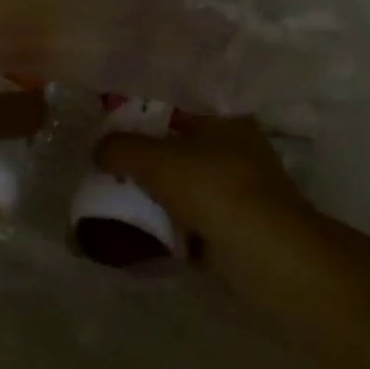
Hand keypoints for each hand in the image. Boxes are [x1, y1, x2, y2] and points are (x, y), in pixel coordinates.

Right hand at [96, 113, 309, 264]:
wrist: (271, 260)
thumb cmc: (216, 191)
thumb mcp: (157, 161)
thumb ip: (122, 148)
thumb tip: (98, 148)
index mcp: (226, 120)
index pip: (178, 108)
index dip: (145, 116)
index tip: (113, 130)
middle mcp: (238, 150)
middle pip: (181, 148)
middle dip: (148, 160)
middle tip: (111, 168)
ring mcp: (242, 193)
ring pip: (188, 187)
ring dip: (160, 197)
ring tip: (121, 203)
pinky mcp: (240, 231)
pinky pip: (196, 222)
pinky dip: (174, 229)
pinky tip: (146, 235)